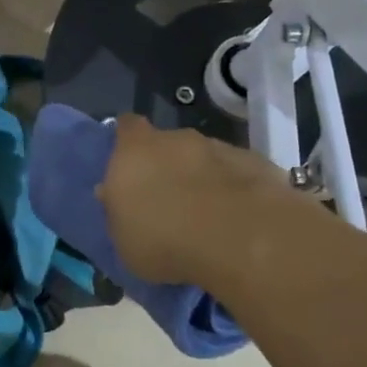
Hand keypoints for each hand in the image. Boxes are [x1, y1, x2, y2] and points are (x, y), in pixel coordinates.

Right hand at [97, 114, 343, 286]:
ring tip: (208, 217)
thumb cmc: (164, 239)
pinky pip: (236, 175)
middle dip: (168, 166)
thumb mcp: (124, 239)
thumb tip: (111, 194)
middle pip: (167, 144)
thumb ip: (118, 211)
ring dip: (203, 179)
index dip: (128, 141)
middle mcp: (175, 139)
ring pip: (204, 159)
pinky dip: (234, 191)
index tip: (130, 163)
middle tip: (170, 201)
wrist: (239, 237)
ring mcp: (218, 147)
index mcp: (134, 150)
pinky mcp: (255, 163)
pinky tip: (238, 221)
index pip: (126, 127)